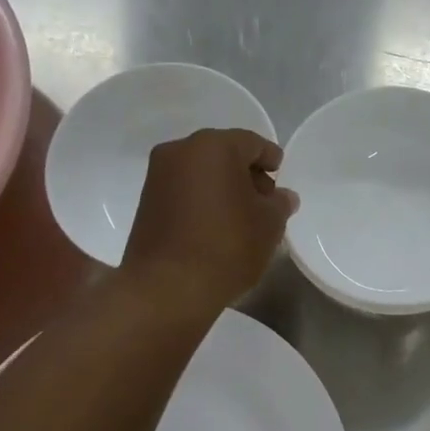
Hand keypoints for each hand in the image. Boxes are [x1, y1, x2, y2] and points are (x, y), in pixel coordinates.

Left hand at [121, 129, 297, 316]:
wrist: (167, 287)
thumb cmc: (227, 245)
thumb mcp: (269, 224)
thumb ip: (280, 204)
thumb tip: (282, 197)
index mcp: (214, 146)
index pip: (252, 143)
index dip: (271, 159)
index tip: (281, 177)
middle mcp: (181, 151)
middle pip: (223, 154)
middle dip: (246, 174)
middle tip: (265, 201)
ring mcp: (158, 176)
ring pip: (201, 172)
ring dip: (223, 188)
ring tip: (242, 217)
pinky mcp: (146, 201)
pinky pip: (184, 190)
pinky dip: (203, 200)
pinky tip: (217, 225)